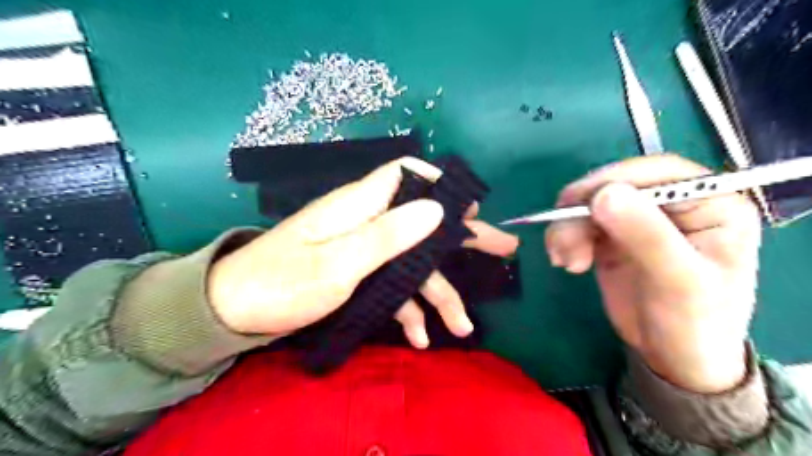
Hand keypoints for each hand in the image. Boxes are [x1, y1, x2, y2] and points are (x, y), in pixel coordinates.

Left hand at [206, 157, 516, 349]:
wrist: (234, 312)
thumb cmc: (282, 282)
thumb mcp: (337, 263)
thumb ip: (386, 235)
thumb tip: (435, 209)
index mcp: (359, 205)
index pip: (405, 174)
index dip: (439, 185)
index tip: (470, 208)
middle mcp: (366, 222)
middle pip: (423, 222)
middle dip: (462, 239)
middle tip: (504, 249)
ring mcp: (364, 251)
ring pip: (412, 264)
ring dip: (437, 295)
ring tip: (462, 327)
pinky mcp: (358, 275)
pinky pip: (391, 287)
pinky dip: (406, 311)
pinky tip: (419, 339)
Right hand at [545, 155, 761, 392]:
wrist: (673, 357)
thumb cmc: (694, 322)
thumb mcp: (678, 280)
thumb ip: (646, 235)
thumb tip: (604, 195)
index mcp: (710, 204)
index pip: (659, 172)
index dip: (615, 179)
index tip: (579, 201)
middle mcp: (672, 205)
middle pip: (616, 185)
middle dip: (582, 210)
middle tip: (562, 239)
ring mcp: (639, 220)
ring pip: (591, 205)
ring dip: (568, 228)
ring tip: (564, 260)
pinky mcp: (612, 237)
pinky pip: (580, 224)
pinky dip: (565, 238)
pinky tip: (565, 261)